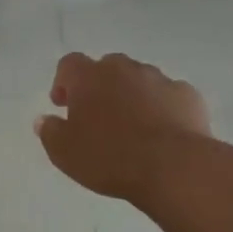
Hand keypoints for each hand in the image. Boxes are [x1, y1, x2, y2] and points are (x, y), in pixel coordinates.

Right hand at [35, 52, 209, 204]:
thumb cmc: (109, 157)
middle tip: (97, 116)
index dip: (63, 82)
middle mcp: (124, 69)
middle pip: (106, 67)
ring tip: (131, 127)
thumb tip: (44, 120)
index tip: (63, 105)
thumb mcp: (64, 152)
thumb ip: (50, 131)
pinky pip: (168, 96)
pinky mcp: (188, 95)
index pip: (69, 64)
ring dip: (131, 95)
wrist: (174, 167)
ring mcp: (160, 79)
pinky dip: (161, 107)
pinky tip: (161, 133)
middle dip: (99, 86)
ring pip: (139, 80)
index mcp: (89, 77)